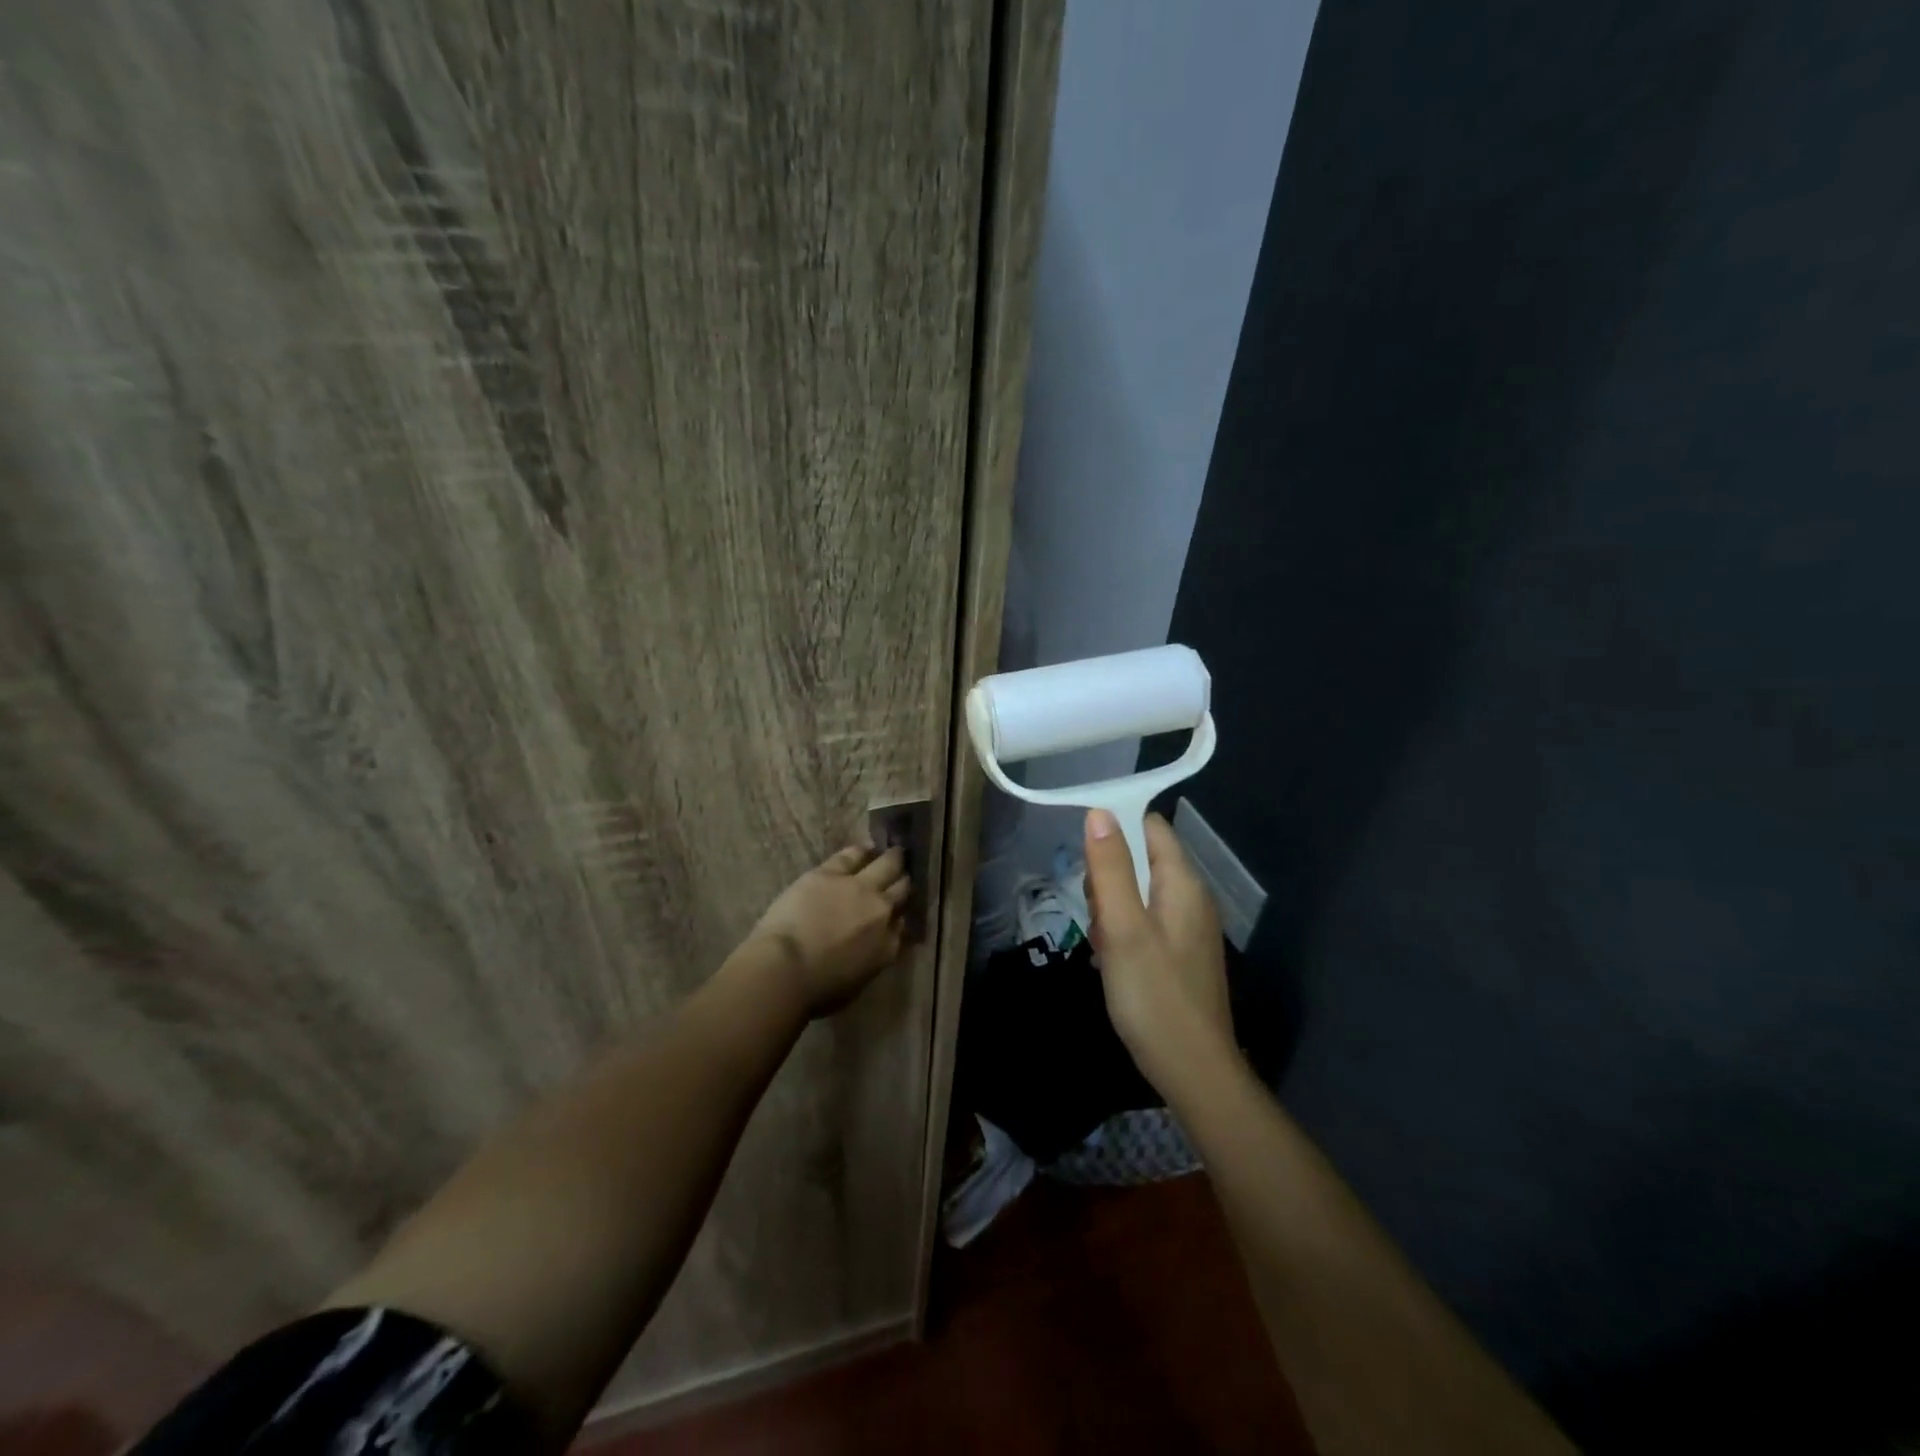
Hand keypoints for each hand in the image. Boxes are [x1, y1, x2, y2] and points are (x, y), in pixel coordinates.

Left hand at [746, 844, 909, 1016]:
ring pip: (886, 865)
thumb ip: (873, 958)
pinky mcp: (831, 873)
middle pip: (900, 890)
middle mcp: (881, 911)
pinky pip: (853, 855)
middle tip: (903, 875)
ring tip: (895, 853)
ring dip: (892, 859)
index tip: (898, 911)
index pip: (902, 924)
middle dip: (903, 882)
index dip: (900, 915)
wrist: (787, 968)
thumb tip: (874, 945)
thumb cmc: (817, 989)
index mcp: (887, 945)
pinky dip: (862, 851)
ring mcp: (859, 887)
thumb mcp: (857, 982)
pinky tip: (867, 847)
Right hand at [1083, 809, 1234, 1093]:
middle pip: (1140, 859)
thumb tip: (1099, 812)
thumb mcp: (1123, 927)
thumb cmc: (1153, 995)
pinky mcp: (1179, 953)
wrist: (1193, 1070)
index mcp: (1183, 883)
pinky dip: (1122, 932)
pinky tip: (1111, 962)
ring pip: (1137, 893)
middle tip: (1097, 916)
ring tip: (1102, 945)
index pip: (1150, 826)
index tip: (1085, 857)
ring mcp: (1187, 927)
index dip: (1115, 828)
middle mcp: (1191, 898)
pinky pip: (1143, 922)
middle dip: (1108, 878)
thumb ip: (1110, 868)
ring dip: (1111, 910)